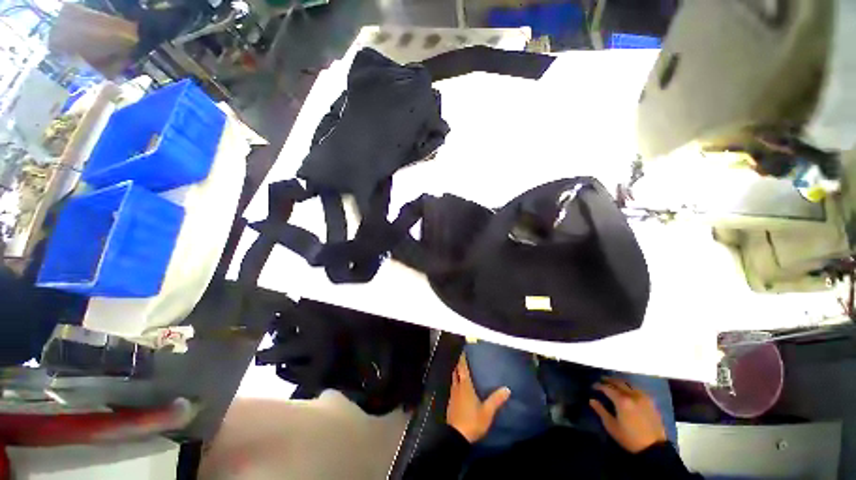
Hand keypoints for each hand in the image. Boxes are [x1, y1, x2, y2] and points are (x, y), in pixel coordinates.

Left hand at [447, 353, 510, 442]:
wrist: (456, 437)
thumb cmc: (472, 421)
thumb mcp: (487, 412)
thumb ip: (496, 400)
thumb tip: (507, 389)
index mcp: (465, 386)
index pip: (463, 368)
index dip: (463, 359)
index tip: (464, 351)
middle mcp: (457, 387)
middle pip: (456, 372)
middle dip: (459, 365)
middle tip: (464, 359)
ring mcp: (453, 395)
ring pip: (454, 380)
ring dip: (457, 373)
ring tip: (463, 371)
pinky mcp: (451, 403)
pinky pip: (453, 388)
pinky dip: (456, 383)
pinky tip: (461, 388)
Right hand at [590, 378, 666, 453]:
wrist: (654, 448)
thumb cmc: (629, 438)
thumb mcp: (612, 426)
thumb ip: (601, 411)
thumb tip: (591, 400)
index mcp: (622, 400)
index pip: (607, 388)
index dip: (598, 386)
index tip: (593, 386)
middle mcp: (632, 395)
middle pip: (618, 382)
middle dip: (609, 380)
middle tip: (602, 381)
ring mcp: (643, 398)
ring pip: (629, 384)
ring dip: (620, 382)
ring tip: (614, 385)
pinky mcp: (651, 402)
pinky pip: (638, 390)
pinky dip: (630, 387)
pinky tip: (628, 392)